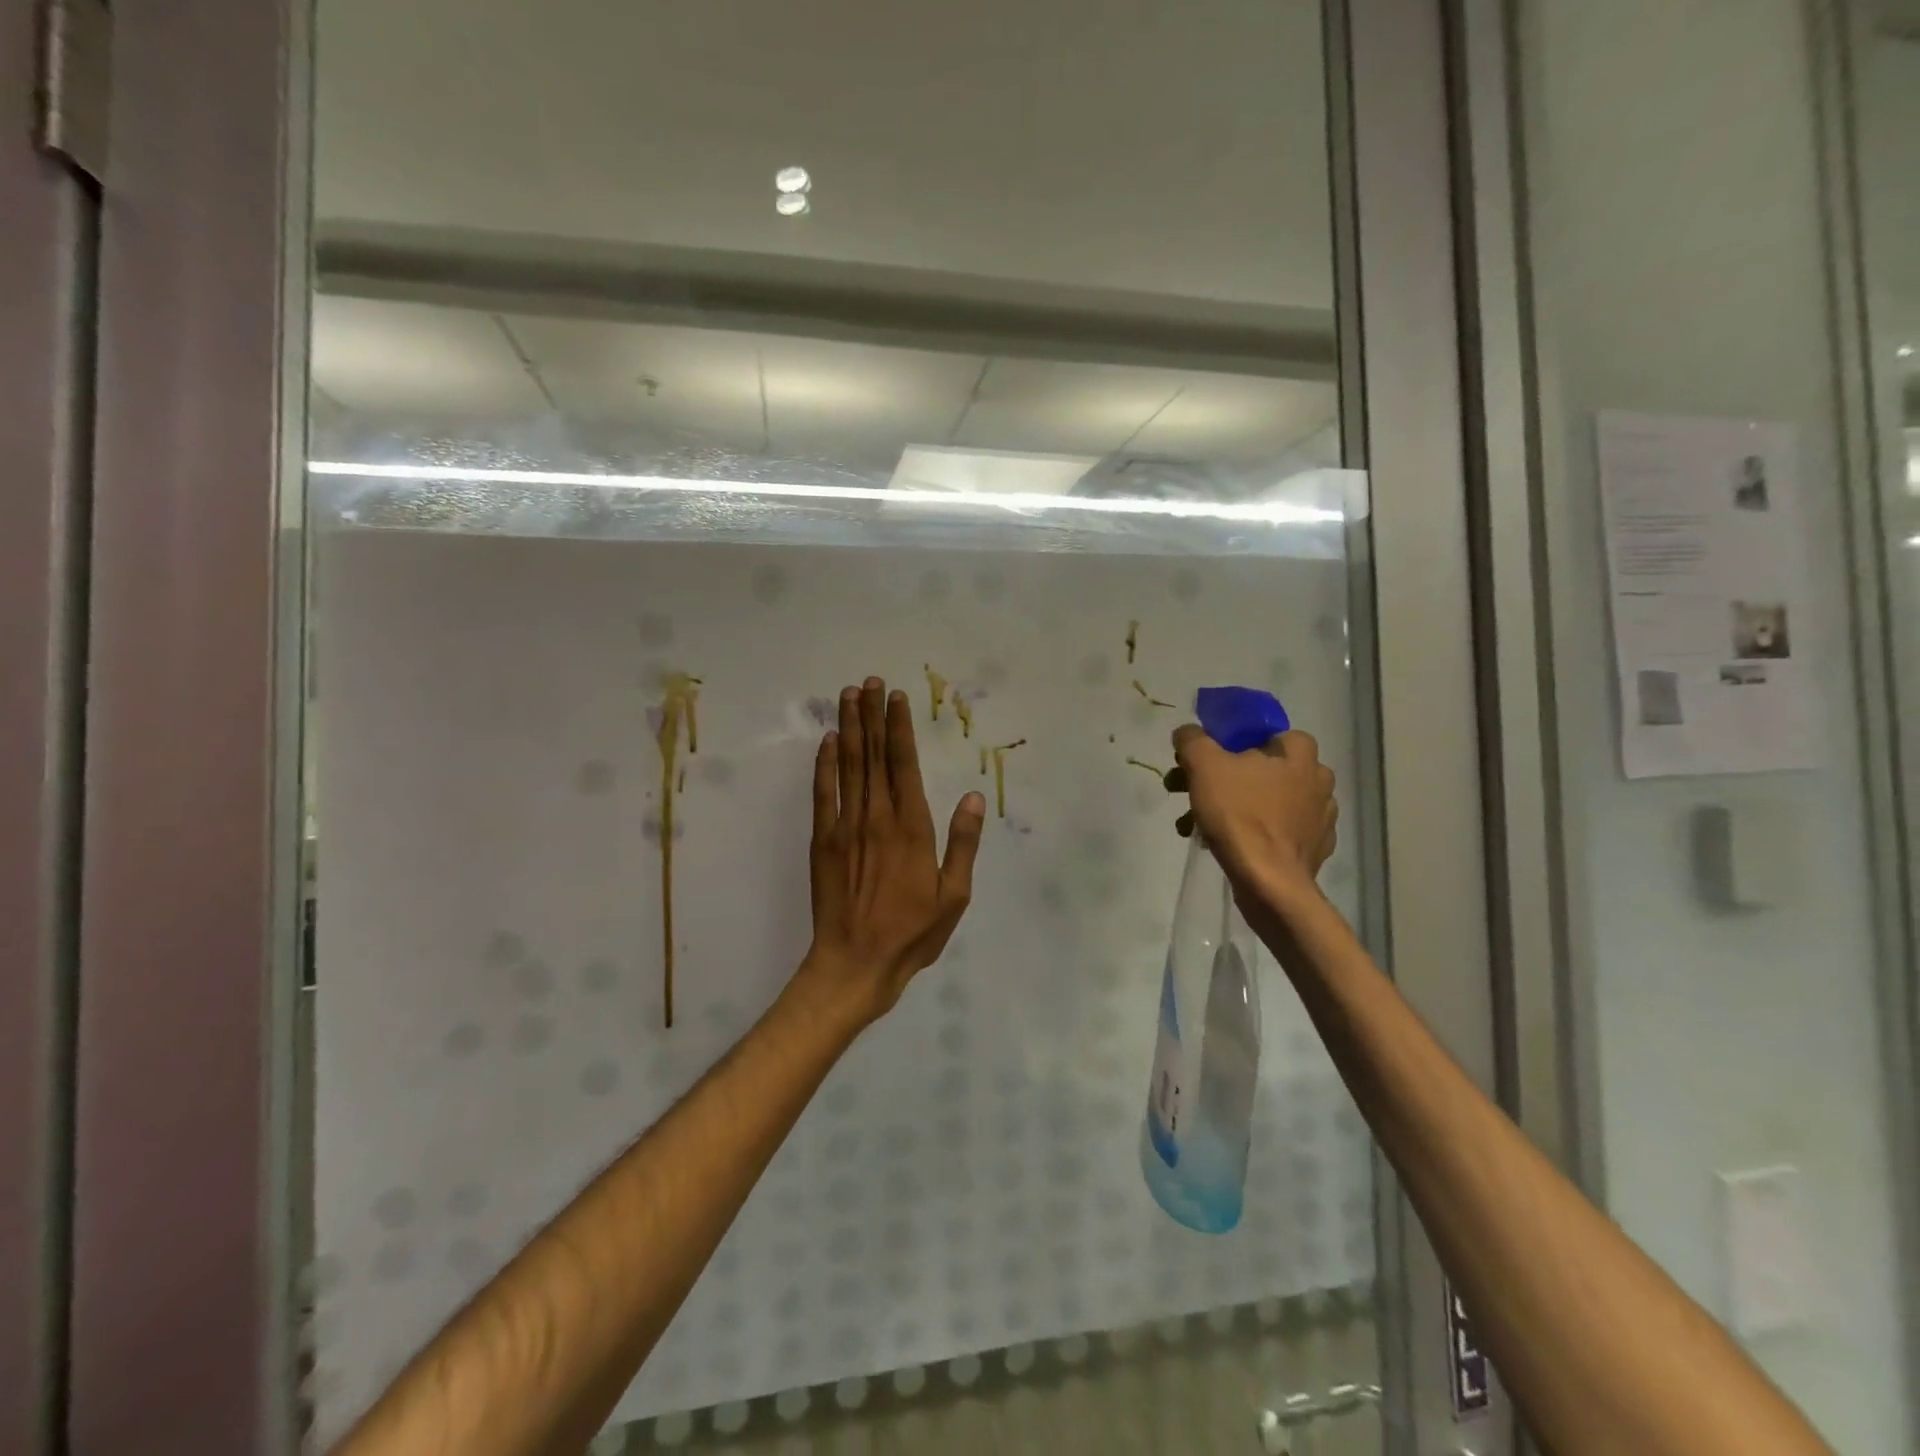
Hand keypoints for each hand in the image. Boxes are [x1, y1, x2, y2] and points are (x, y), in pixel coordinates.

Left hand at [801, 678, 985, 1024]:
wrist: (856, 963)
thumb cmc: (912, 933)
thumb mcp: (954, 895)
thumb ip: (962, 843)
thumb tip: (972, 797)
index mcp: (912, 827)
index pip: (904, 764)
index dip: (900, 728)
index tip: (896, 697)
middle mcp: (877, 817)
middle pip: (874, 755)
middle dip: (872, 715)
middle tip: (869, 681)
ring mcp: (845, 826)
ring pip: (849, 766)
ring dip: (849, 728)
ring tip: (848, 696)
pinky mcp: (822, 841)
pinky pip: (823, 793)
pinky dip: (825, 764)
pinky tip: (827, 741)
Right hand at [1165, 725, 1336, 905]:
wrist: (1269, 882)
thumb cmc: (1239, 815)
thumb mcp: (1204, 765)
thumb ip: (1192, 740)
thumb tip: (1187, 733)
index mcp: (1300, 754)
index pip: (1266, 734)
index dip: (1232, 743)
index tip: (1208, 760)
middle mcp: (1318, 780)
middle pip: (1261, 769)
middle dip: (1221, 779)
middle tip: (1189, 792)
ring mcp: (1320, 817)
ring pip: (1266, 801)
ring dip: (1231, 807)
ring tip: (1195, 825)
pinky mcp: (1314, 849)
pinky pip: (1277, 831)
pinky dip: (1252, 832)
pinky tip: (1225, 843)